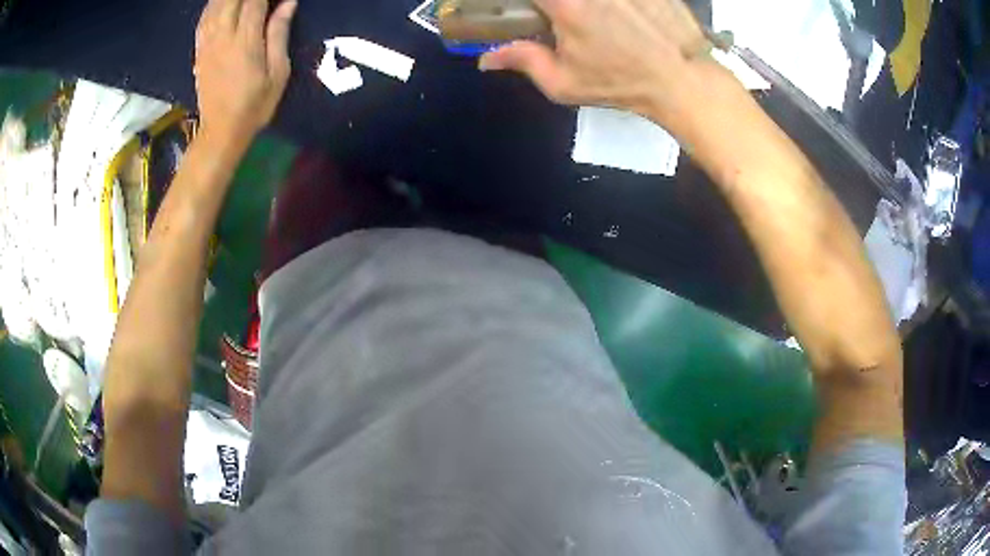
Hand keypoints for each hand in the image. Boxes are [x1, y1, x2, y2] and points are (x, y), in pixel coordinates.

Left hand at [194, 0, 296, 141]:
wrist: (221, 131)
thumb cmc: (255, 104)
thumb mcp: (278, 72)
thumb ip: (279, 33)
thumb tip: (288, 3)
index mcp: (245, 41)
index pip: (255, 0)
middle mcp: (223, 36)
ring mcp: (207, 43)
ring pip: (215, 5)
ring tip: (241, 0)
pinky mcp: (199, 51)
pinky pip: (203, 19)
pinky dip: (212, 5)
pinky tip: (221, 3)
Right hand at [479, 0, 736, 137]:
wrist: (681, 79)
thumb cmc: (620, 83)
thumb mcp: (564, 82)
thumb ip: (522, 61)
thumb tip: (486, 59)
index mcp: (564, 2)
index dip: (524, 3)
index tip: (531, 13)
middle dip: (555, 7)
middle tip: (561, 20)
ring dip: (587, 7)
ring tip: (600, 22)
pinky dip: (618, 5)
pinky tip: (623, 16)